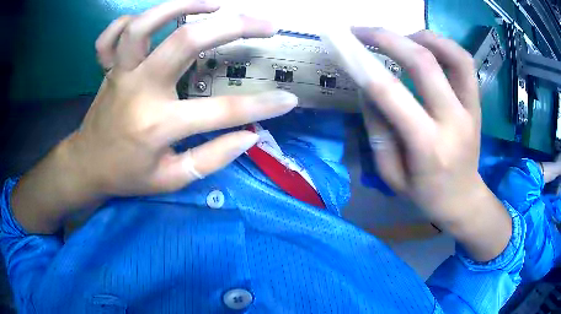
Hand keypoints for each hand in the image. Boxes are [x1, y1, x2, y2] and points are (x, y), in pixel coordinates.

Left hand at [11, 1, 297, 232]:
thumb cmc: (127, 176)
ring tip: (214, 4)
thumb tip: (249, 136)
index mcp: (157, 126)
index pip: (220, 112)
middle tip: (265, 23)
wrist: (87, 166)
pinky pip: (111, 36)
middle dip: (233, 26)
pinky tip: (154, 20)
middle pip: (186, 42)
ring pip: (144, 25)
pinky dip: (129, 20)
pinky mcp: (107, 68)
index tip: (287, 99)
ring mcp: (120, 73)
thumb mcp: (171, 180)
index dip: (260, 106)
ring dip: (181, 6)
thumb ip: (211, 159)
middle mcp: (139, 91)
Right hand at [322, 28, 511, 260]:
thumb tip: (367, 88)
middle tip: (362, 31)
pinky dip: (444, 45)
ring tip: (401, 37)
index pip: (391, 93)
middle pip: (423, 63)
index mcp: (427, 145)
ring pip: (453, 55)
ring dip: (422, 37)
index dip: (362, 63)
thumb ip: (377, 130)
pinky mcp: (477, 103)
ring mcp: (470, 109)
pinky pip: (465, 63)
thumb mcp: (391, 174)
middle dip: (387, 38)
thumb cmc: (424, 193)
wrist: (463, 198)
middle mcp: (453, 121)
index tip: (342, 45)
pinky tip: (427, 47)